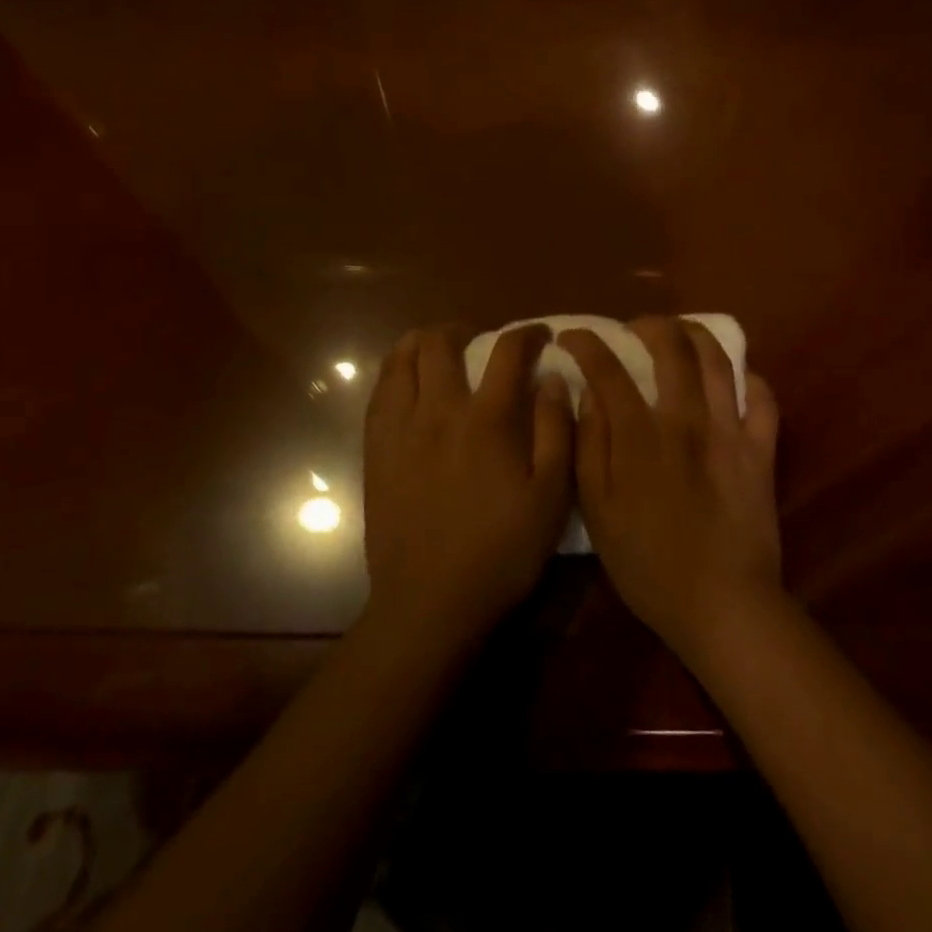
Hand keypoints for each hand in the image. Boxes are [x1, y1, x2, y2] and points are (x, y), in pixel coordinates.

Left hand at [362, 325, 573, 647]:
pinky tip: (406, 381)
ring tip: (437, 350)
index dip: (526, 334)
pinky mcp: (375, 451)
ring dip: (422, 342)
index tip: (539, 335)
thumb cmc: (501, 552)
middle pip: (441, 343)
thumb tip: (552, 378)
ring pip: (401, 360)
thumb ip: (555, 430)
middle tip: (478, 340)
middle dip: (463, 329)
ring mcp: (400, 429)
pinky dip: (394, 372)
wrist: (429, 602)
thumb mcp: (551, 497)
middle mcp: (439, 411)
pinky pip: (378, 393)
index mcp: (487, 420)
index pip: (507, 352)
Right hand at [557, 318, 781, 660]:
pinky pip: (763, 399)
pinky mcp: (761, 449)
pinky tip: (736, 376)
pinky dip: (750, 378)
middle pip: (671, 347)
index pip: (607, 368)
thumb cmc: (647, 563)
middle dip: (648, 325)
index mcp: (639, 435)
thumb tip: (586, 394)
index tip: (573, 339)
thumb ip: (589, 445)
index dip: (586, 344)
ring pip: (718, 360)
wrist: (721, 604)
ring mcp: (729, 431)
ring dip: (696, 334)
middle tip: (634, 329)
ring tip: (681, 333)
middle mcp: (685, 419)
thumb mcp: (597, 510)